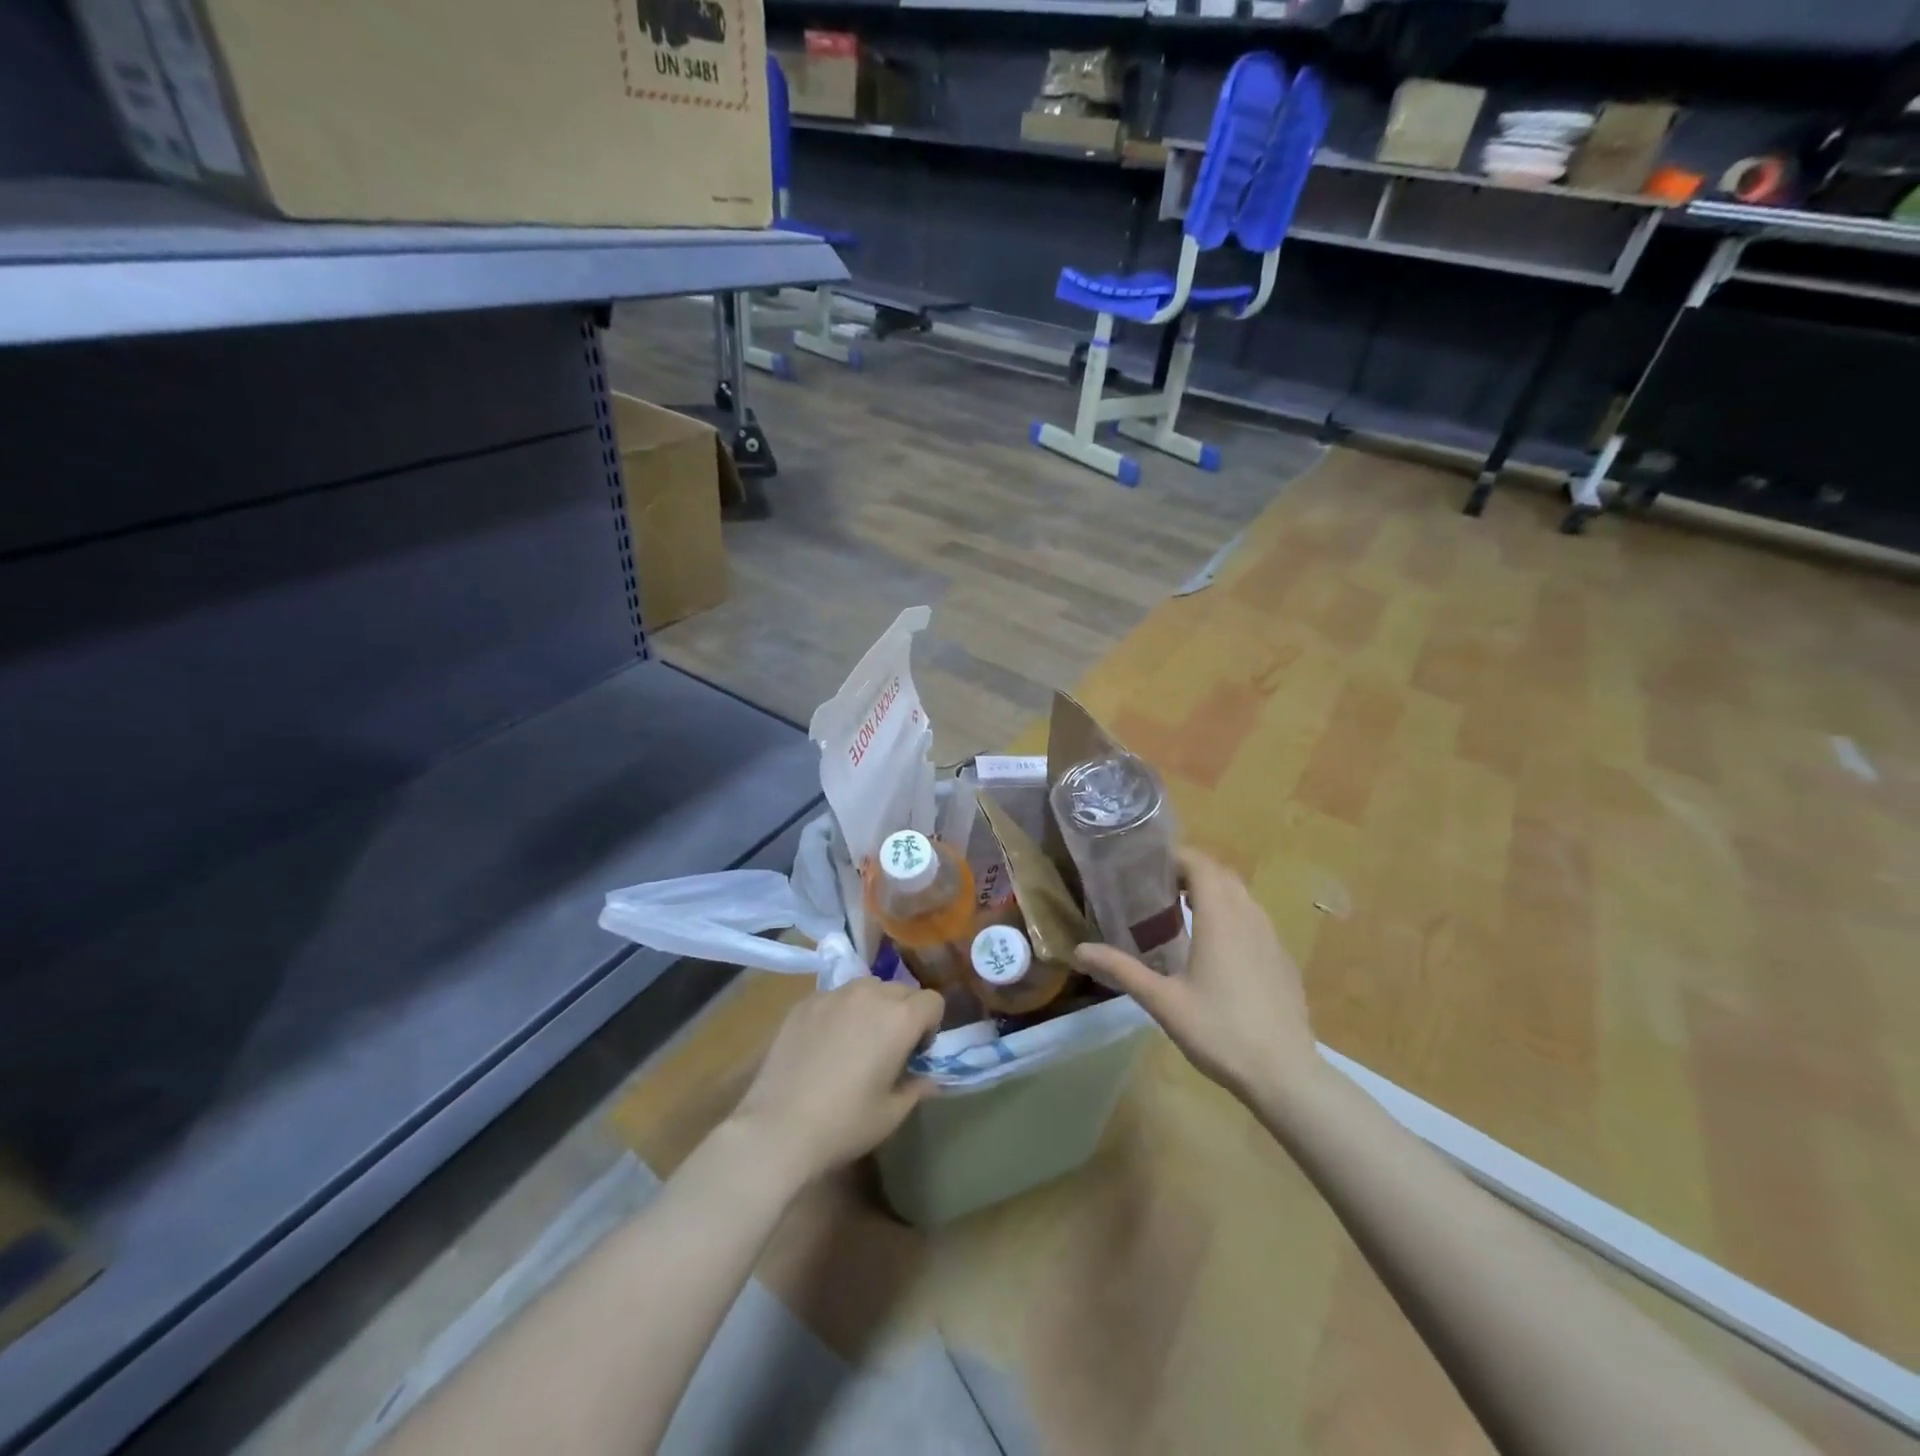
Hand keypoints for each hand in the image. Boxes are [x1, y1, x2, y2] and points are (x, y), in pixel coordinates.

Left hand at [729, 976, 943, 1187]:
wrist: (778, 1127)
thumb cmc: (844, 1123)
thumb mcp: (892, 1114)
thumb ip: (917, 1087)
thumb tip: (927, 1078)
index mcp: (900, 1017)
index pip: (933, 1001)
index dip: (931, 1026)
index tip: (916, 1053)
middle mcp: (870, 994)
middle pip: (901, 990)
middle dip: (903, 1013)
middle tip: (888, 1048)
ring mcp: (834, 994)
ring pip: (867, 988)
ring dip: (872, 1007)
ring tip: (856, 1041)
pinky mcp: (805, 1002)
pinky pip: (835, 997)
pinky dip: (840, 1012)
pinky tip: (824, 1045)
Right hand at [1075, 848, 1319, 1107]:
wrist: (1285, 1074)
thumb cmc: (1220, 1031)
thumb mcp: (1163, 1001)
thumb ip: (1122, 969)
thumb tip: (1078, 950)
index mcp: (1220, 918)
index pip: (1201, 865)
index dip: (1177, 857)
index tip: (1149, 864)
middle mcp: (1249, 918)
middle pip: (1222, 875)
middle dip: (1192, 872)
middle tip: (1159, 886)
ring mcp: (1272, 938)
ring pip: (1242, 897)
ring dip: (1214, 892)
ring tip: (1183, 910)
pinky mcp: (1283, 960)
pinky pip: (1255, 920)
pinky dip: (1233, 915)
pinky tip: (1217, 947)